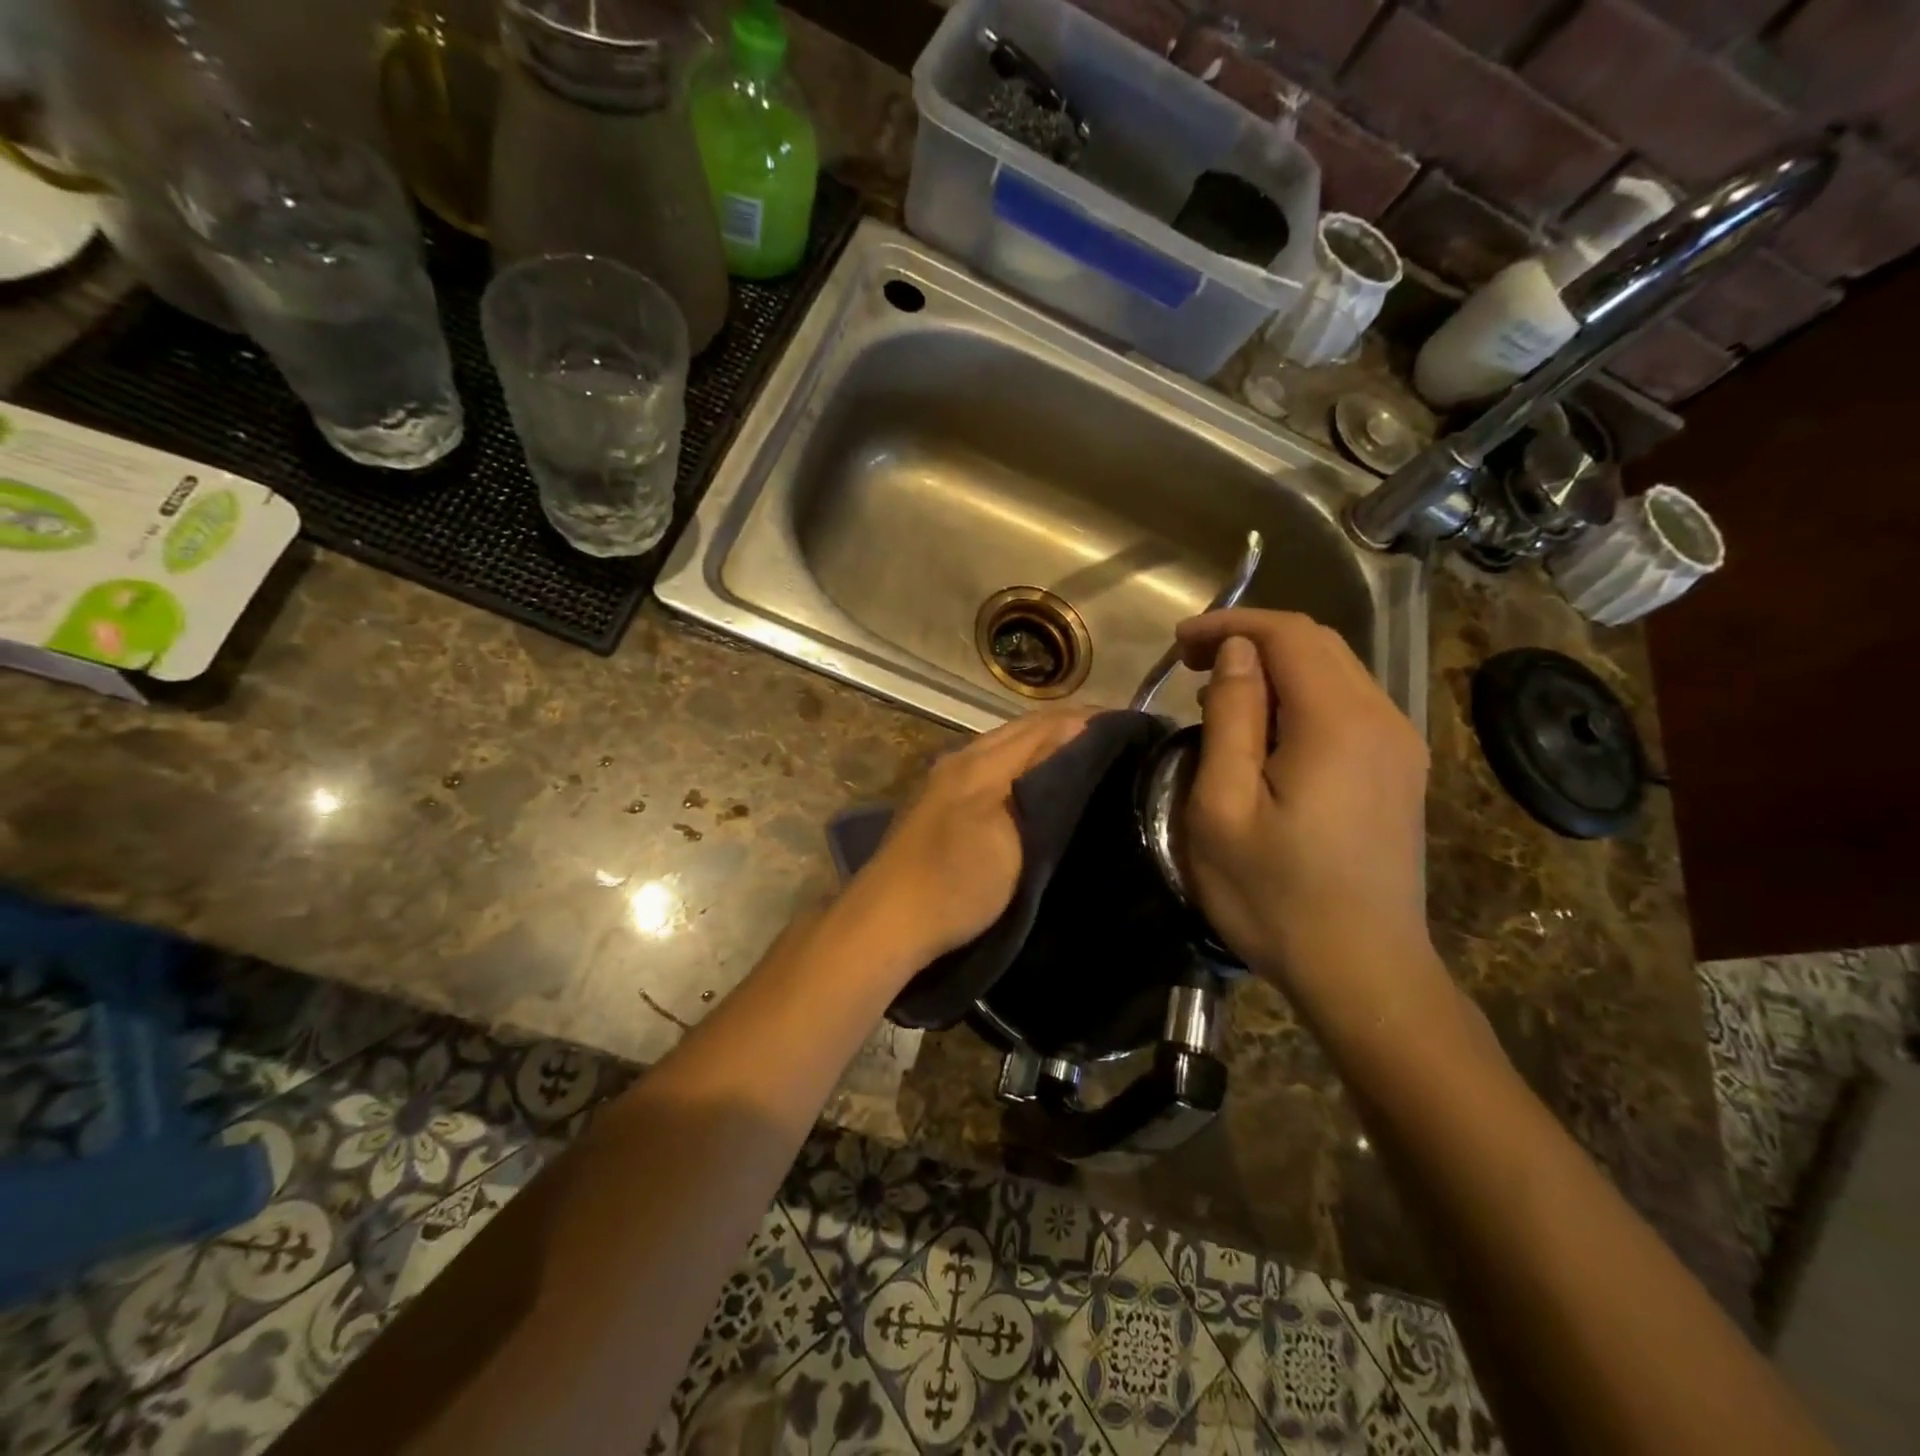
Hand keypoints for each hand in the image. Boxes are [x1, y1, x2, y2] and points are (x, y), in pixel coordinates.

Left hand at [838, 708, 1093, 973]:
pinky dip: (1021, 765)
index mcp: (979, 762)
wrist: (888, 922)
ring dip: (1042, 745)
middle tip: (1113, 740)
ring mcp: (946, 782)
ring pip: (1004, 748)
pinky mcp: (939, 804)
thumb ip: (1039, 785)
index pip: (1042, 726)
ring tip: (1084, 757)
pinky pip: (990, 768)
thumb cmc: (956, 883)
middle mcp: (961, 760)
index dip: (1084, 721)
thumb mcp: (1010, 838)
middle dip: (1066, 728)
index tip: (1127, 726)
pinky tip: (1037, 783)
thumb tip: (1072, 740)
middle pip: (1020, 731)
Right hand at [1177, 610, 1433, 1007]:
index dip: (1230, 624)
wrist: (1364, 972)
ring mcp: (1400, 745)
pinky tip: (1267, 732)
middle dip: (1251, 640)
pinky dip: (1301, 696)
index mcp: (1337, 722)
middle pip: (1317, 644)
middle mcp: (1382, 718)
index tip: (1180, 644)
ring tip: (1220, 697)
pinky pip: (1350, 705)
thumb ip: (1230, 719)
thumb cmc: (1275, 896)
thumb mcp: (1223, 808)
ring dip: (1275, 668)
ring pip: (1337, 672)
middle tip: (1192, 665)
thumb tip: (1236, 654)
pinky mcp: (1401, 771)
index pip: (1288, 634)